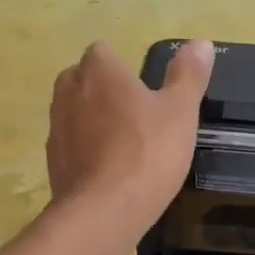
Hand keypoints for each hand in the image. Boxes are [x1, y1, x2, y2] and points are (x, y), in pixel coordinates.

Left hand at [48, 39, 214, 234]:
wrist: (104, 211)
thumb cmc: (148, 153)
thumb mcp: (181, 111)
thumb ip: (189, 75)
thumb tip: (201, 43)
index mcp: (99, 70)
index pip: (105, 51)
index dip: (125, 69)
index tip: (146, 92)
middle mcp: (69, 90)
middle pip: (85, 79)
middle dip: (106, 91)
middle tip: (138, 116)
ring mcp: (56, 126)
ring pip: (76, 112)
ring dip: (95, 121)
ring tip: (125, 146)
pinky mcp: (52, 160)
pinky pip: (72, 144)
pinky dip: (87, 151)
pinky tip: (110, 171)